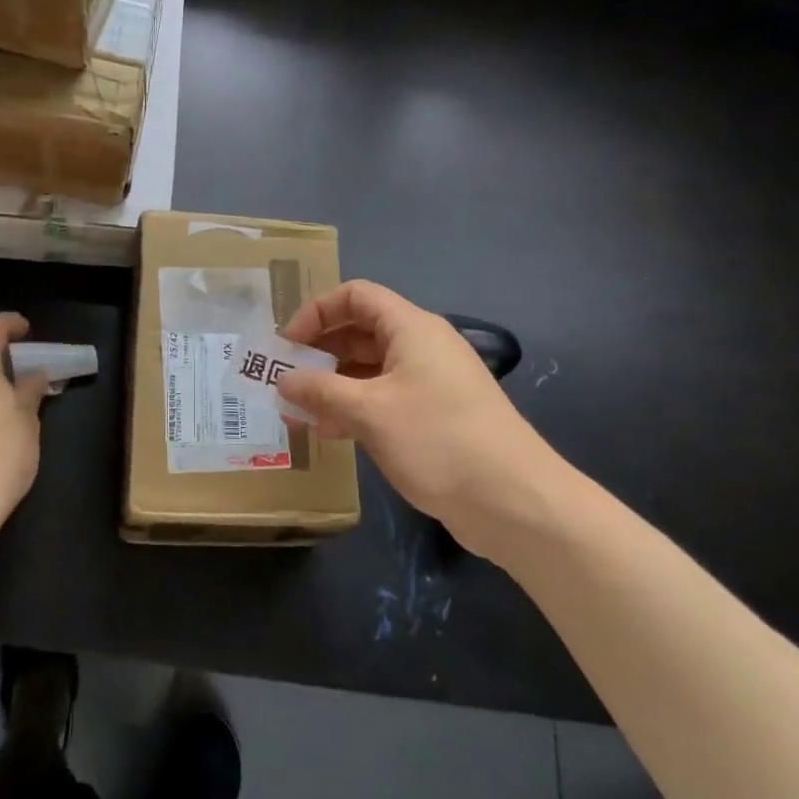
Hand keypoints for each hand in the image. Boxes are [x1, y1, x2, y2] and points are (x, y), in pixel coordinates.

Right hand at [275, 281, 571, 544]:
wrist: (515, 502)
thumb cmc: (438, 440)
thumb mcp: (369, 412)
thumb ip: (320, 391)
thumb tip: (283, 379)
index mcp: (411, 328)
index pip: (356, 296)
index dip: (317, 312)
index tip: (288, 344)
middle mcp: (422, 346)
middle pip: (361, 330)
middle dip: (321, 351)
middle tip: (285, 378)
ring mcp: (431, 382)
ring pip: (371, 368)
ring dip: (334, 384)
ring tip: (299, 411)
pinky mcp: (436, 416)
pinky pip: (386, 398)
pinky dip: (356, 407)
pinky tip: (331, 433)